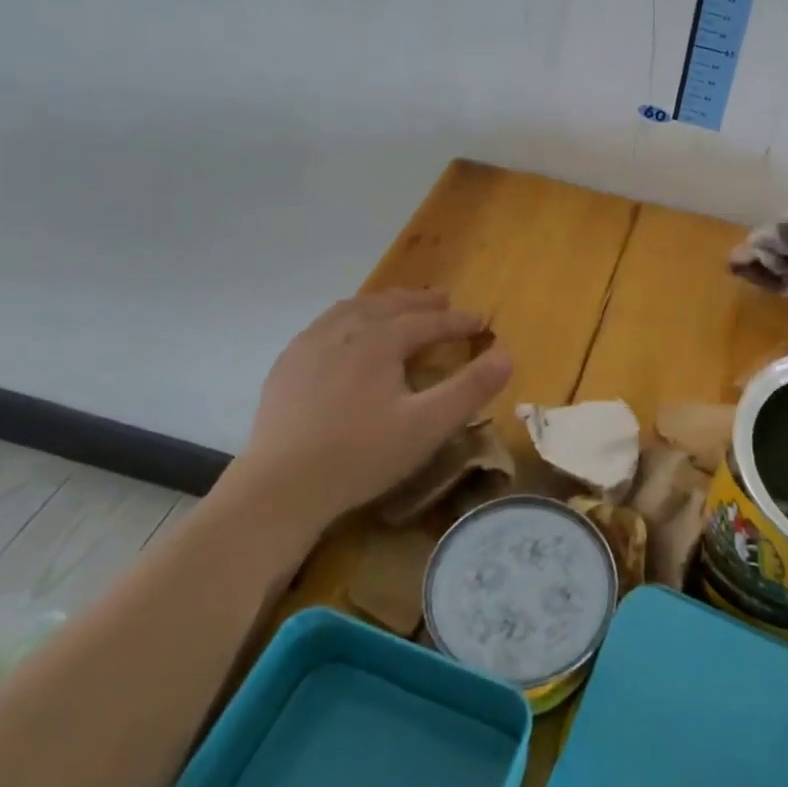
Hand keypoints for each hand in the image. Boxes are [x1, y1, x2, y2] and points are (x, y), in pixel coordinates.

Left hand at [215, 291, 512, 545]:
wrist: (281, 487)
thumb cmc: (362, 455)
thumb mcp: (428, 425)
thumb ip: (471, 388)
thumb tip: (507, 354)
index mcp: (380, 339)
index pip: (429, 322)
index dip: (459, 321)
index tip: (482, 321)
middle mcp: (345, 330)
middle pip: (389, 305)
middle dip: (421, 302)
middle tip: (444, 299)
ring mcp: (310, 344)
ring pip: (354, 309)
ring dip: (383, 303)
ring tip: (399, 304)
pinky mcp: (287, 365)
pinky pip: (325, 324)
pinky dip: (349, 316)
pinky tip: (347, 332)